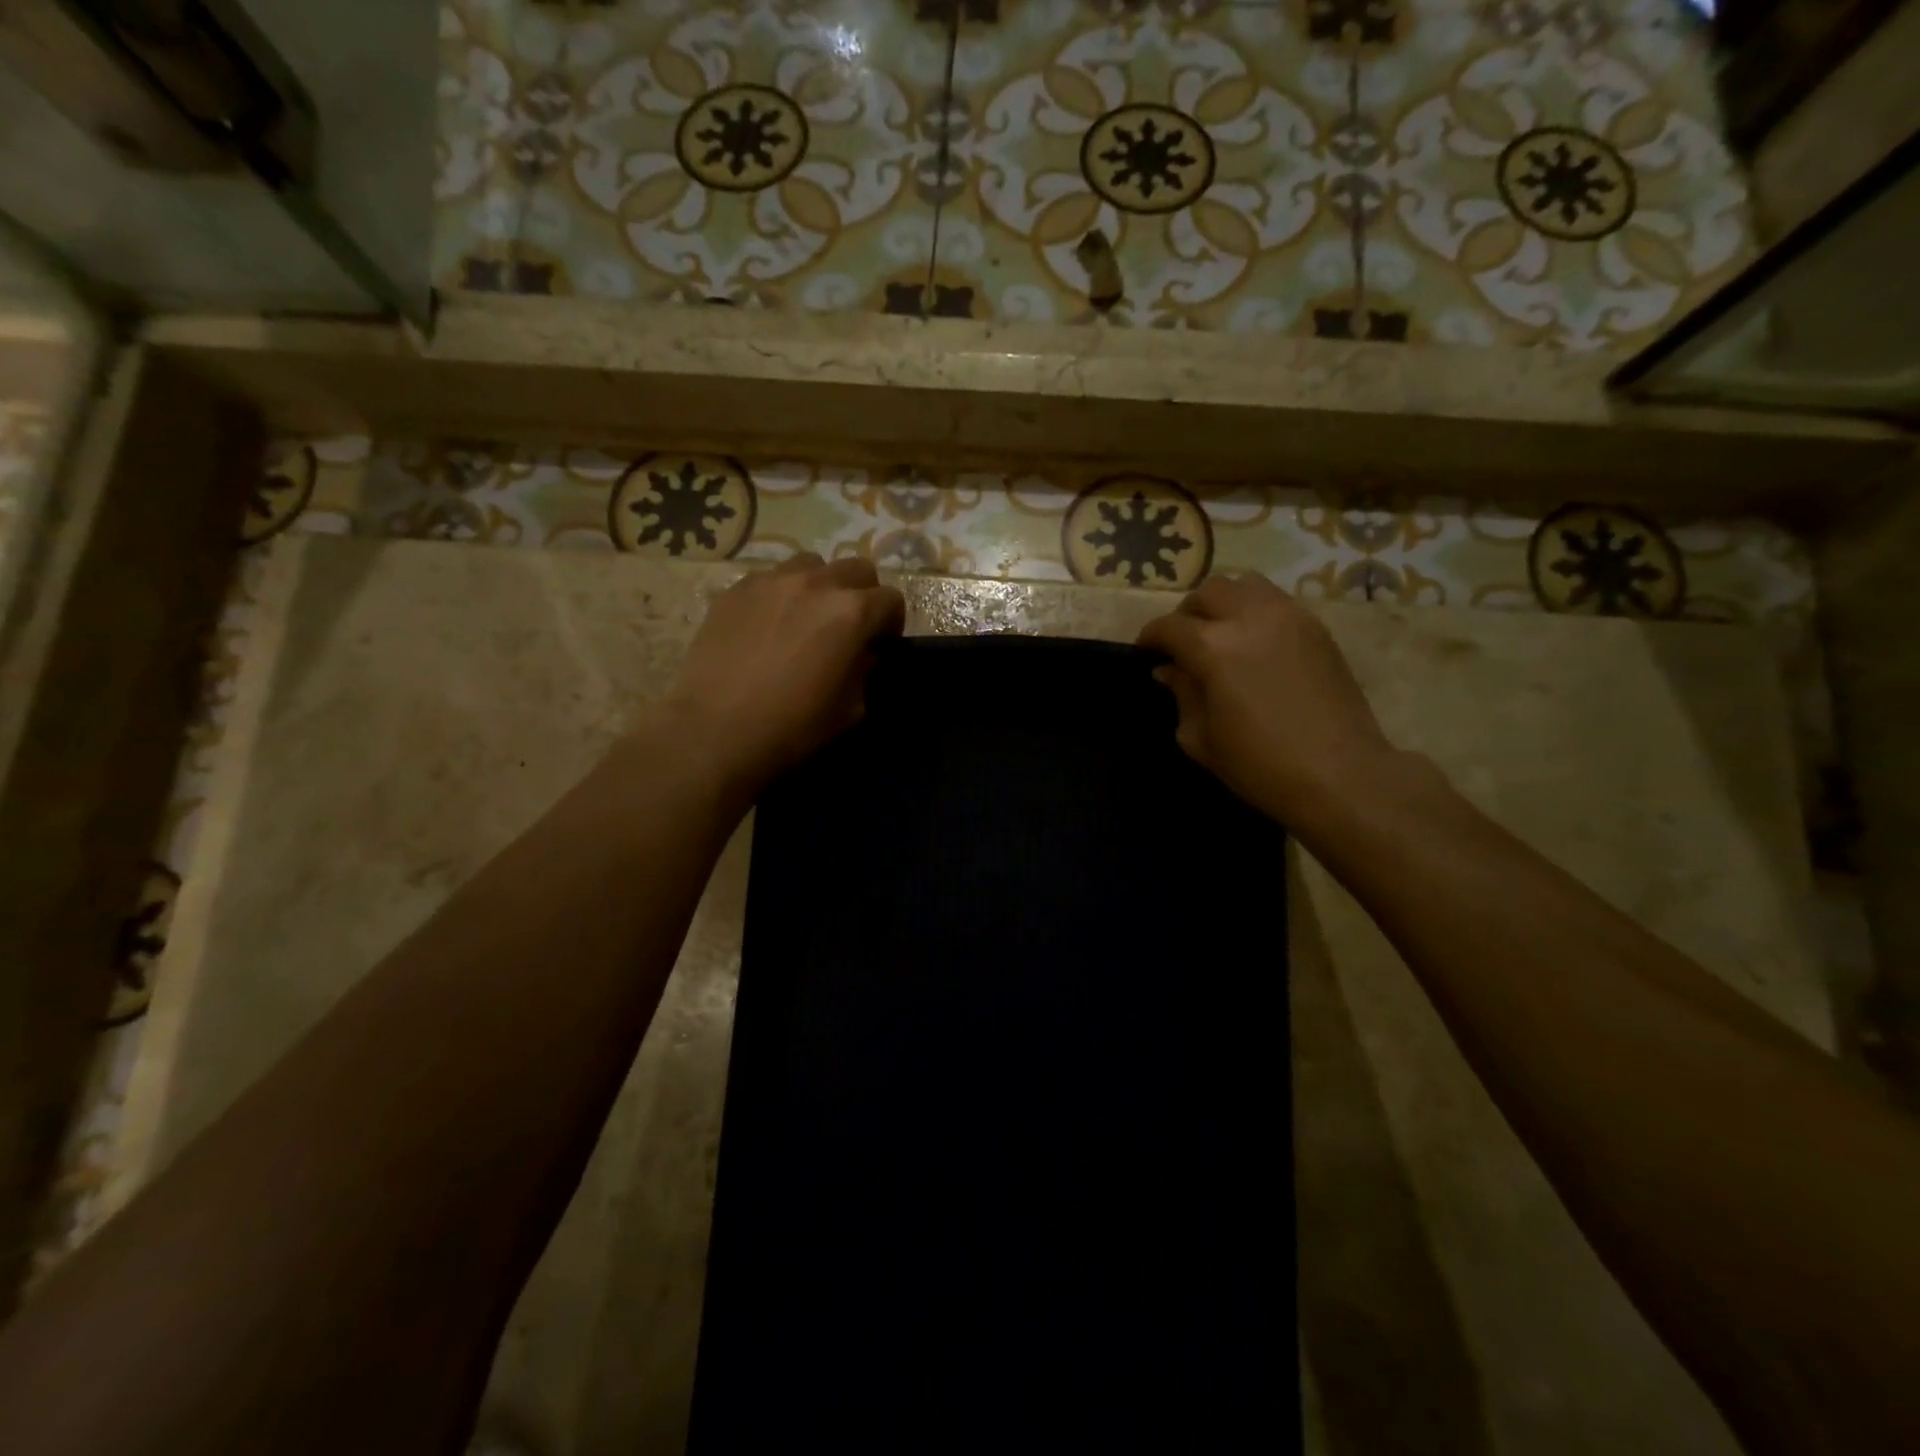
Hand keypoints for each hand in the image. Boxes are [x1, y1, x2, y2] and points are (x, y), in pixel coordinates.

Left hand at [664, 554, 904, 795]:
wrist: (715, 729)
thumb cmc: (792, 726)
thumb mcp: (849, 710)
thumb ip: (864, 671)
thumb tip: (861, 655)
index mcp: (852, 613)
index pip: (891, 599)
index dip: (892, 623)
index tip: (881, 645)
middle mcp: (817, 583)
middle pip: (857, 569)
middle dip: (862, 594)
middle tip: (849, 626)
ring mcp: (773, 580)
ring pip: (812, 564)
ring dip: (821, 585)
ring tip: (807, 616)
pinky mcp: (737, 588)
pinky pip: (771, 578)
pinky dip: (781, 594)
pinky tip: (768, 624)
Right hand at [1137, 575, 1397, 827]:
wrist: (1339, 776)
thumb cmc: (1259, 765)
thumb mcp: (1201, 737)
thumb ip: (1182, 694)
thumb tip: (1170, 670)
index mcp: (1213, 648)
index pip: (1169, 627)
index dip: (1150, 638)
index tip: (1145, 652)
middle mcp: (1250, 618)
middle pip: (1208, 592)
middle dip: (1187, 613)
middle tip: (1183, 642)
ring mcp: (1290, 617)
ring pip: (1245, 584)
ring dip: (1224, 602)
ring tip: (1220, 632)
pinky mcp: (1317, 628)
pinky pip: (1276, 601)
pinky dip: (1255, 611)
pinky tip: (1254, 643)